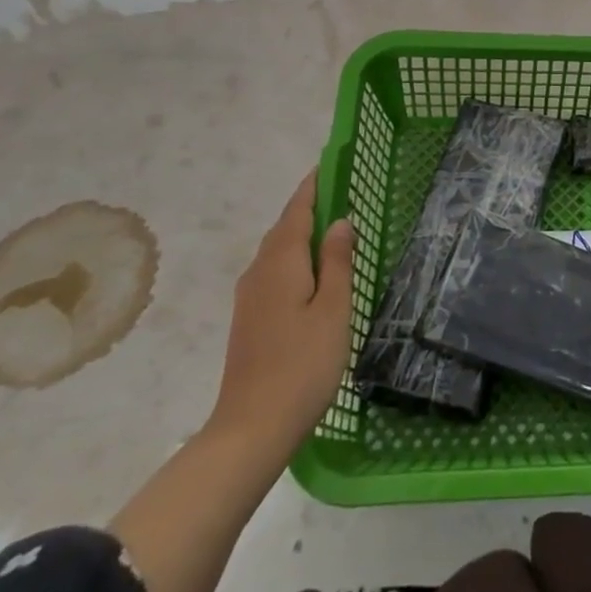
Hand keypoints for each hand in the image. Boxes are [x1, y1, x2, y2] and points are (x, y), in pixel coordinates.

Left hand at [207, 169, 355, 452]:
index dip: (313, 186)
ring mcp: (250, 298)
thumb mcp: (333, 308)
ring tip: (332, 227)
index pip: (297, 210)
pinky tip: (313, 272)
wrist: (252, 428)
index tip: (329, 163)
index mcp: (281, 262)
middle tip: (340, 191)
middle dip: (308, 207)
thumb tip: (340, 221)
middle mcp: (259, 272)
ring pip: (278, 252)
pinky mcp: (250, 319)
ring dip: (301, 233)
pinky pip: (274, 272)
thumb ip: (337, 261)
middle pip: (284, 228)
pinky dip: (295, 258)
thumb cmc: (303, 364)